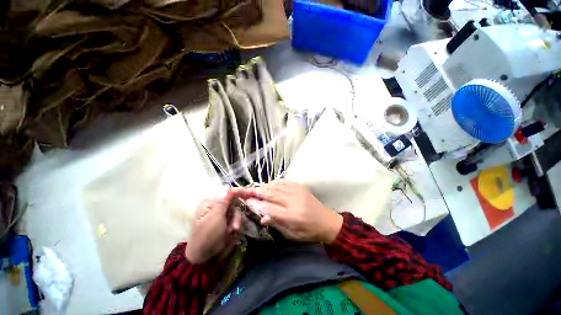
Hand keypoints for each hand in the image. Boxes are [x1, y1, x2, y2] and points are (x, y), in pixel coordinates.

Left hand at [185, 189, 243, 263]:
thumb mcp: (216, 216)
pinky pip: (237, 219)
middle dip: (236, 215)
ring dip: (236, 222)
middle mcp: (217, 206)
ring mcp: (222, 215)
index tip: (250, 192)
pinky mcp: (227, 223)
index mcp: (211, 202)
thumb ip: (225, 201)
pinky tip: (231, 233)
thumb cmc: (206, 234)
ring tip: (231, 232)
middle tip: (234, 227)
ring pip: (237, 212)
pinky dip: (236, 226)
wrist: (203, 256)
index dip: (239, 191)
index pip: (227, 192)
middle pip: (234, 203)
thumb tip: (231, 187)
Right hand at [245, 180, 342, 242]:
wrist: (327, 221)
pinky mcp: (300, 186)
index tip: (247, 201)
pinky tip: (270, 184)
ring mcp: (297, 191)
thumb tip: (262, 217)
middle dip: (257, 192)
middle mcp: (293, 201)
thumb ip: (276, 223)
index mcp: (292, 216)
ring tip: (256, 188)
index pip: (269, 208)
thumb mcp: (293, 234)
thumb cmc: (309, 231)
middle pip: (271, 194)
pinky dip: (275, 182)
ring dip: (265, 186)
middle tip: (246, 191)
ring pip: (276, 186)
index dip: (257, 204)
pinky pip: (284, 181)